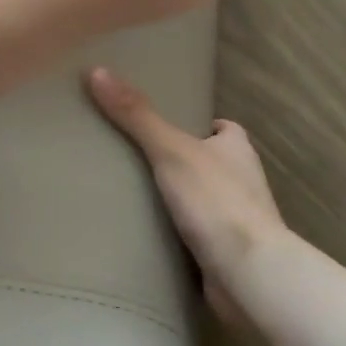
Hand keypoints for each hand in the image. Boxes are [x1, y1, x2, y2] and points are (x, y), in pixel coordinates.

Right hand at [86, 66, 287, 322]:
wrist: (248, 274)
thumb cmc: (215, 200)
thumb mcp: (169, 149)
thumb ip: (136, 114)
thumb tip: (97, 71)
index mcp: (237, 150)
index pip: (222, 129)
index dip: (200, 126)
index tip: (166, 127)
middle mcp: (243, 182)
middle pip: (211, 164)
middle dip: (182, 164)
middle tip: (137, 160)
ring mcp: (238, 221)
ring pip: (204, 202)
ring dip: (180, 202)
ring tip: (133, 197)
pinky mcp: (228, 255)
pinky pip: (198, 238)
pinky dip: (178, 236)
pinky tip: (148, 237)